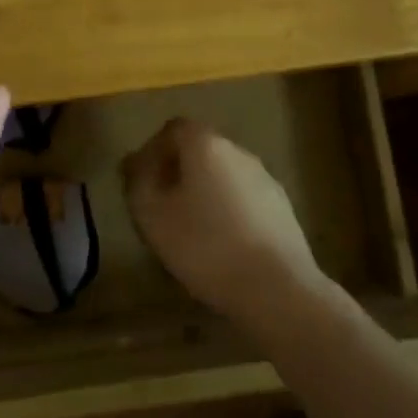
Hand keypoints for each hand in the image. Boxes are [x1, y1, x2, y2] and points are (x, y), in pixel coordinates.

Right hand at [121, 117, 331, 326]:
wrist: (277, 287)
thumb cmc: (206, 246)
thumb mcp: (154, 217)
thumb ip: (139, 184)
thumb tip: (136, 164)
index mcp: (206, 144)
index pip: (173, 129)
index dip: (153, 151)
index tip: (141, 182)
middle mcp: (237, 150)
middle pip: (200, 149)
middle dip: (178, 171)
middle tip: (161, 206)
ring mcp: (264, 176)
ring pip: (223, 174)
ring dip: (204, 191)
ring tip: (191, 229)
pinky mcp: (281, 206)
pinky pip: (244, 197)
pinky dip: (228, 210)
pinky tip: (223, 243)